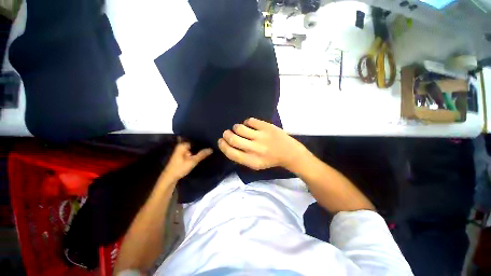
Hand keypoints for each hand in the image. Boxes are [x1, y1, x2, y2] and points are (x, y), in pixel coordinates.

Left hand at [162, 140, 212, 181]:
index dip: (202, 139)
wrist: (170, 178)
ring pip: (193, 147)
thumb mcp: (192, 161)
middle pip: (194, 143)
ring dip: (199, 148)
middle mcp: (182, 146)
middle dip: (202, 144)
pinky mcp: (183, 155)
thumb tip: (211, 149)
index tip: (210, 139)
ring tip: (210, 147)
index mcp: (183, 145)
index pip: (194, 138)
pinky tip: (203, 152)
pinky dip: (197, 152)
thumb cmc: (180, 168)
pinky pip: (192, 151)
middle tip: (212, 143)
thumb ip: (202, 154)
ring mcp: (182, 150)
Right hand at [218, 118, 305, 170]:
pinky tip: (251, 126)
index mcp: (251, 161)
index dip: (222, 145)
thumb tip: (228, 145)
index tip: (221, 141)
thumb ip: (241, 157)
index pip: (230, 152)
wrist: (289, 152)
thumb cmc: (270, 160)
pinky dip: (247, 122)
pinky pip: (250, 120)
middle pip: (232, 138)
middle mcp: (255, 149)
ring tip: (240, 129)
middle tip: (227, 133)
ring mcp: (261, 136)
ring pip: (239, 127)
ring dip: (236, 127)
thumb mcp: (255, 165)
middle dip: (226, 134)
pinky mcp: (267, 126)